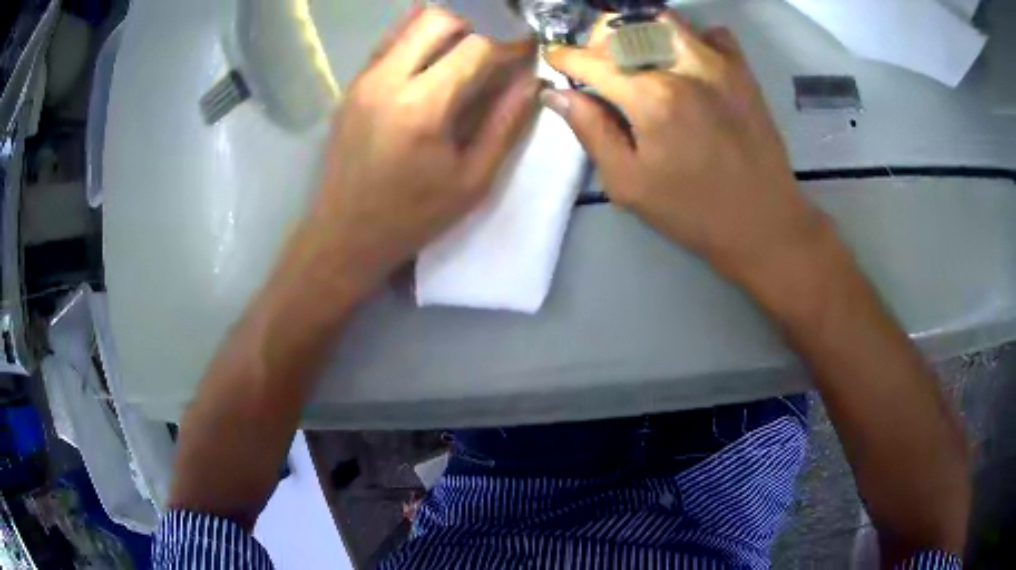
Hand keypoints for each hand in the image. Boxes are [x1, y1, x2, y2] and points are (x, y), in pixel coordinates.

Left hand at [308, 7, 539, 297]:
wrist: (344, 234)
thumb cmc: (413, 216)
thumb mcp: (472, 180)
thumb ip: (505, 124)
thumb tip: (531, 82)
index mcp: (422, 107)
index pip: (476, 48)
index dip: (509, 46)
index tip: (526, 51)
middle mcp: (387, 80)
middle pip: (438, 19)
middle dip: (473, 29)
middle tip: (487, 55)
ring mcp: (363, 79)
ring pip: (408, 23)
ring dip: (443, 30)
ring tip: (459, 57)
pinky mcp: (351, 86)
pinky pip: (388, 42)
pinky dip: (415, 40)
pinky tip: (429, 62)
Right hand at [542, 15, 830, 282]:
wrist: (763, 223)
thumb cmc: (693, 212)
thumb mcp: (629, 183)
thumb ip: (591, 131)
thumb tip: (556, 95)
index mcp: (650, 98)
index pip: (591, 61)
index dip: (564, 58)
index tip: (555, 60)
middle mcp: (683, 67)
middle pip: (624, 28)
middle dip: (598, 40)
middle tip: (596, 65)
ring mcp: (718, 64)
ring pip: (664, 21)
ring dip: (640, 32)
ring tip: (638, 59)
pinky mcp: (743, 72)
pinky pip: (711, 33)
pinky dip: (691, 38)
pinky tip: (686, 63)